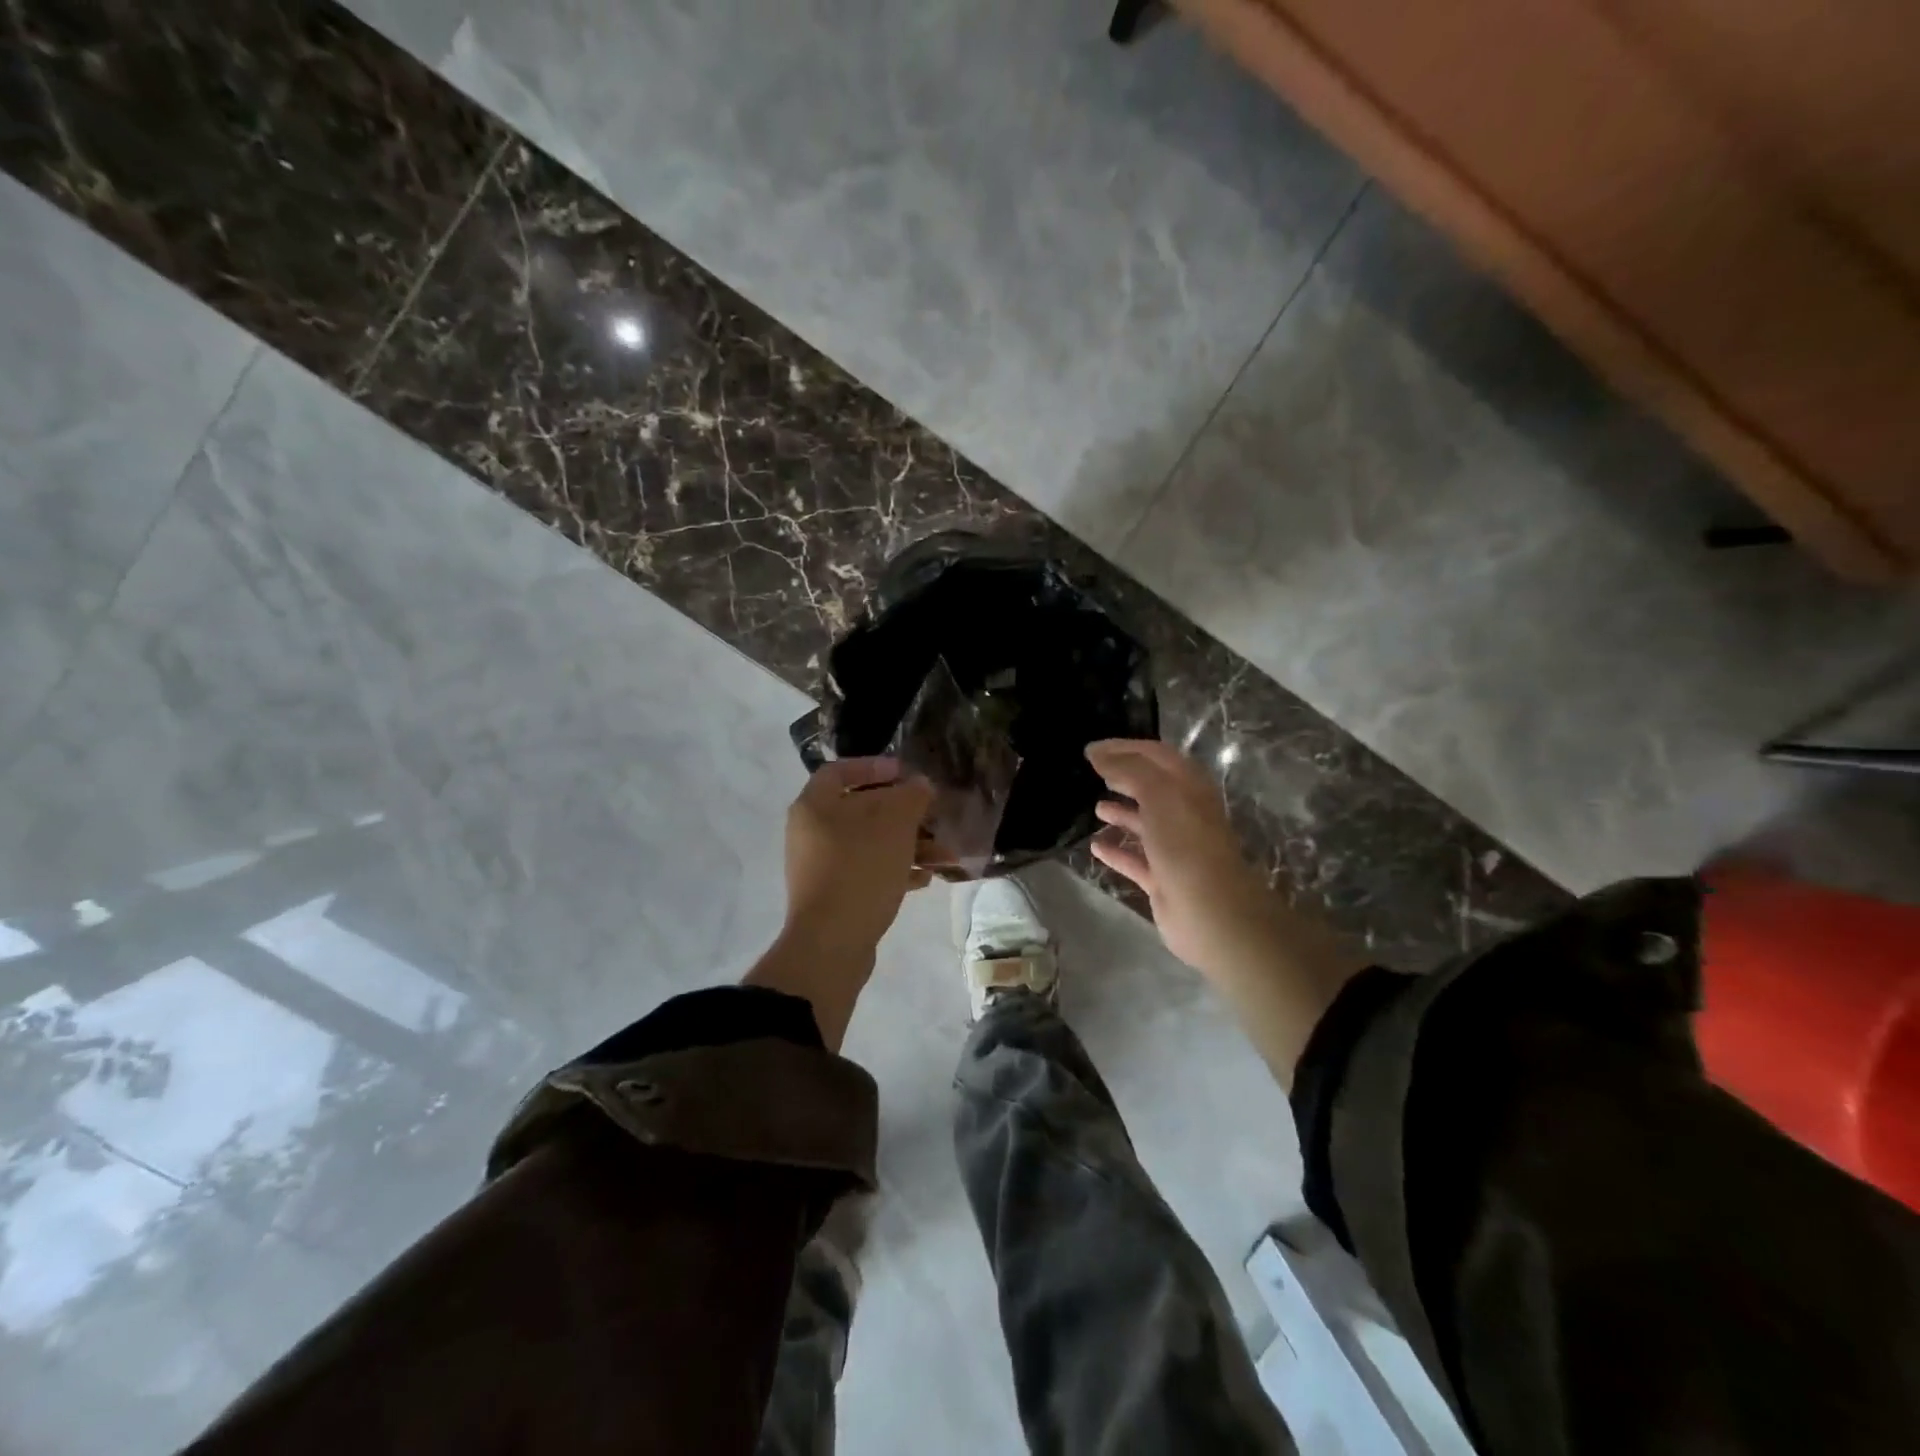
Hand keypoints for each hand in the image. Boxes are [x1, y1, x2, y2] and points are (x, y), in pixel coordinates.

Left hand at [783, 757, 934, 959]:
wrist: (832, 943)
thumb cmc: (861, 869)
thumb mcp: (894, 824)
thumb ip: (911, 796)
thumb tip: (919, 786)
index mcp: (814, 805)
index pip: (841, 770)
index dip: (875, 766)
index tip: (906, 773)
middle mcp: (812, 832)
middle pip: (862, 809)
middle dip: (904, 813)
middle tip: (933, 816)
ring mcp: (821, 866)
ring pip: (870, 843)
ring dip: (908, 845)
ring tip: (944, 855)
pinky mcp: (834, 894)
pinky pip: (867, 871)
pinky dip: (896, 870)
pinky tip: (925, 879)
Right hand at [1086, 738, 1361, 1088]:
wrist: (1212, 913)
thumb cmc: (1186, 844)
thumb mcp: (1158, 794)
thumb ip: (1128, 769)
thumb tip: (1098, 753)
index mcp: (1188, 788)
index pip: (1155, 756)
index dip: (1124, 748)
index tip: (1091, 749)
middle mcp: (1183, 813)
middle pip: (1151, 788)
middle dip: (1123, 778)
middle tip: (1090, 773)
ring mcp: (1174, 848)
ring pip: (1145, 824)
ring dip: (1122, 813)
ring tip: (1094, 807)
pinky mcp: (1163, 879)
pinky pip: (1135, 860)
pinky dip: (1117, 851)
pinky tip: (1095, 846)